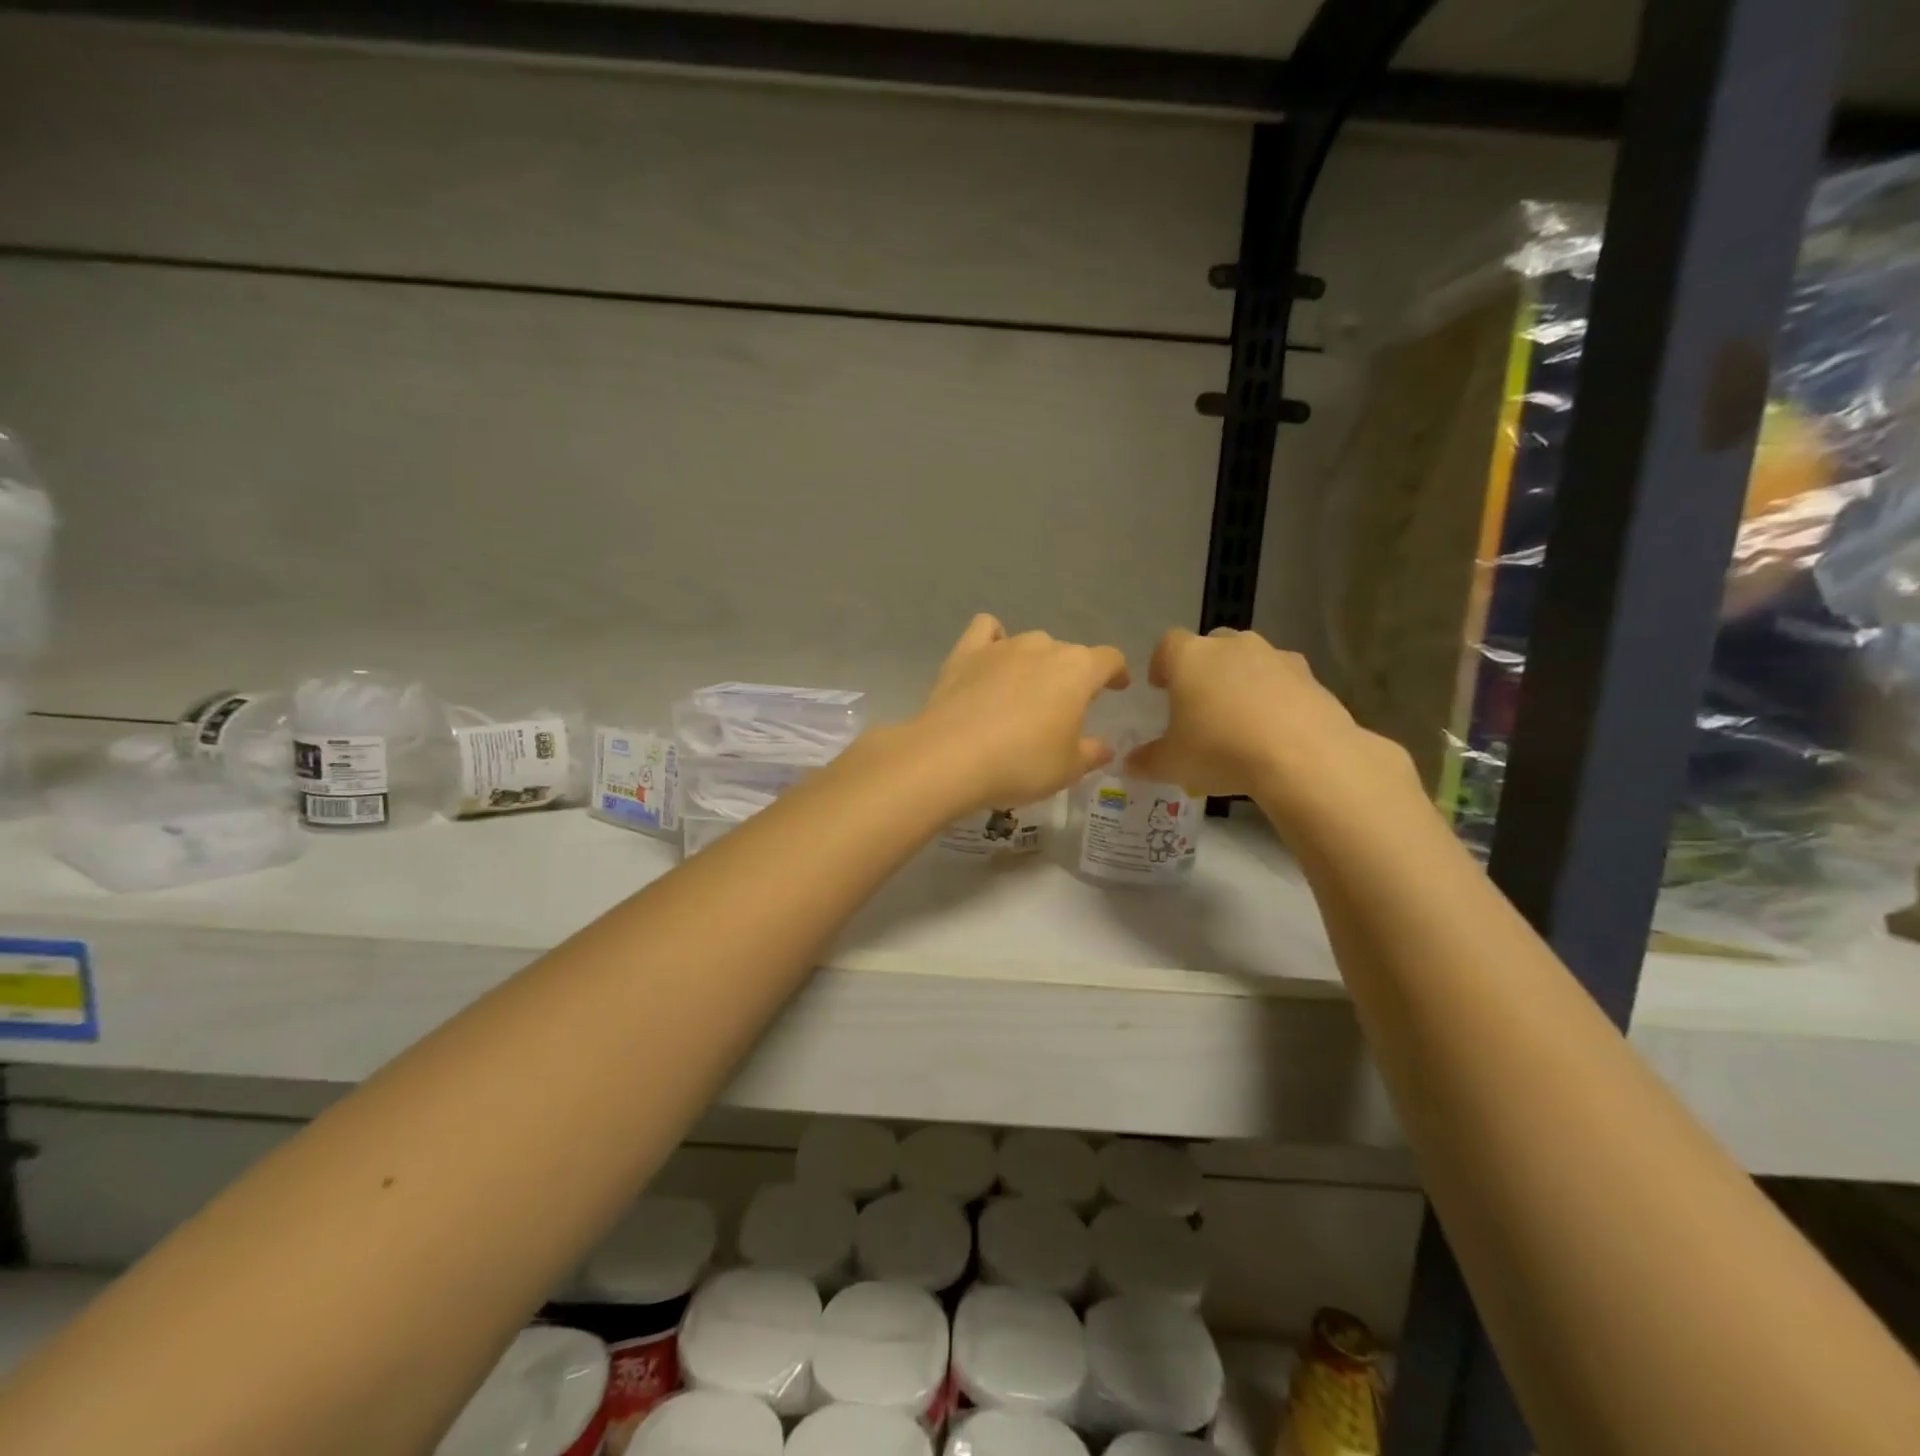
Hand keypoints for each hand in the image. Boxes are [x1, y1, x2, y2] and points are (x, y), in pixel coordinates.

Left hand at [908, 614, 1129, 813]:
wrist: (951, 758)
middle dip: (1071, 675)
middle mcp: (1042, 647)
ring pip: (1030, 643)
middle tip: (1063, 707)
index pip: (1109, 659)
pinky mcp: (965, 653)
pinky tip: (991, 659)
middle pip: (1067, 653)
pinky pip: (985, 630)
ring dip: (1035, 662)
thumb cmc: (1021, 763)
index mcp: (1077, 670)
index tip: (1117, 687)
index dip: (1116, 672)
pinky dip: (993, 638)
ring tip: (1026, 691)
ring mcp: (1001, 646)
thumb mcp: (1067, 769)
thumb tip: (1104, 747)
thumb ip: (1091, 753)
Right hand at [1126, 628, 1417, 828]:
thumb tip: (1129, 763)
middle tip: (1200, 704)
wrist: (1304, 757)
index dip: (1161, 664)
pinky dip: (1275, 697)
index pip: (1167, 644)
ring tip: (1240, 719)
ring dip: (1241, 681)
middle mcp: (1231, 646)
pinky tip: (1275, 730)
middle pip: (1211, 645)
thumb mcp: (1171, 764)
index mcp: (1190, 657)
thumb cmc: (1221, 750)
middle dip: (1203, 669)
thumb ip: (1145, 761)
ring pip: (1250, 660)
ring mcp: (1275, 656)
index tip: (1160, 688)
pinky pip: (1283, 681)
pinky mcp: (1310, 676)